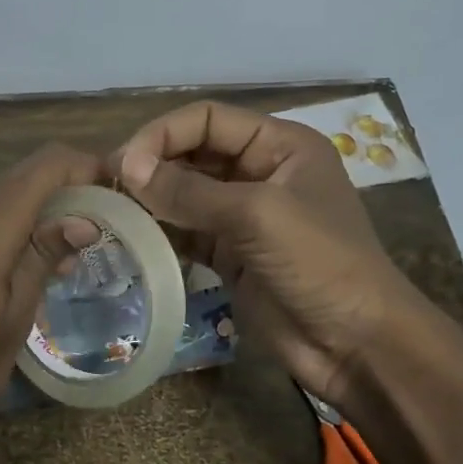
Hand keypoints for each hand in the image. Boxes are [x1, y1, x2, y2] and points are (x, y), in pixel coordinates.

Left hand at [0, 145, 101, 453]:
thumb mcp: (12, 320)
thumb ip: (43, 259)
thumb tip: (86, 220)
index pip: (45, 165)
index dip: (85, 166)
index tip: (117, 193)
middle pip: (21, 176)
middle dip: (65, 189)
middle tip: (100, 226)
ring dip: (36, 210)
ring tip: (68, 252)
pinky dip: (6, 226)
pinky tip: (21, 264)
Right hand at [110, 100, 431, 403]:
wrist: (356, 344)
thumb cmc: (320, 264)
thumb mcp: (257, 216)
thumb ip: (189, 191)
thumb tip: (125, 166)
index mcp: (280, 145)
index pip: (208, 119)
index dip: (163, 134)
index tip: (122, 163)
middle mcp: (260, 173)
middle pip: (193, 154)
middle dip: (152, 166)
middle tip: (106, 189)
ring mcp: (244, 217)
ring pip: (185, 195)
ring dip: (151, 201)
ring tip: (111, 213)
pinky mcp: (231, 256)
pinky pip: (187, 233)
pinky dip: (161, 234)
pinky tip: (131, 240)